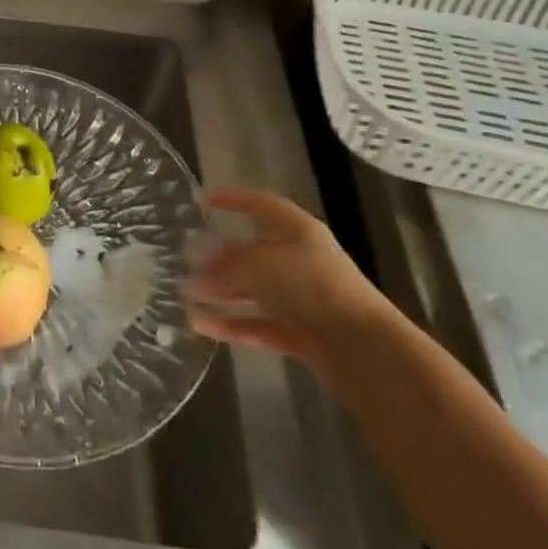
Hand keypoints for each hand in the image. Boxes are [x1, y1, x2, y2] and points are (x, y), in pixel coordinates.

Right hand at [185, 189, 392, 373]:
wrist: (363, 349)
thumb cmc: (310, 286)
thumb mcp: (258, 265)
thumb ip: (224, 265)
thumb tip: (194, 264)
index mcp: (297, 231)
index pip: (260, 205)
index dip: (232, 200)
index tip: (201, 200)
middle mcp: (301, 261)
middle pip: (253, 252)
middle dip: (219, 257)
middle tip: (185, 260)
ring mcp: (303, 300)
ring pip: (254, 292)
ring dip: (220, 293)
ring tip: (184, 295)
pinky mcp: (302, 335)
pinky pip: (258, 324)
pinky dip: (231, 324)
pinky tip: (200, 325)